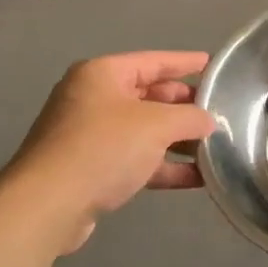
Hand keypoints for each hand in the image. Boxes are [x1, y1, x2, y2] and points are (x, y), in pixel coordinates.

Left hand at [5, 52, 215, 252]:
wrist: (48, 206)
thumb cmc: (103, 148)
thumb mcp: (156, 125)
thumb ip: (190, 118)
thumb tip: (208, 122)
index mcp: (103, 74)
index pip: (153, 61)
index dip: (185, 62)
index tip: (214, 64)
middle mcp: (94, 99)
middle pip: (149, 96)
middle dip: (184, 106)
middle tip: (219, 111)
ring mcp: (90, 135)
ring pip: (144, 131)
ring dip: (178, 140)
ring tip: (215, 146)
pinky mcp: (91, 169)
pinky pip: (136, 160)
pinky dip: (163, 166)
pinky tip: (196, 177)